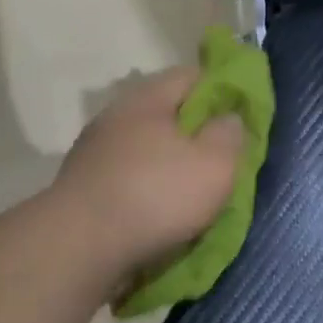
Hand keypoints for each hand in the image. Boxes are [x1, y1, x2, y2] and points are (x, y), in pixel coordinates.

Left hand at [53, 66, 246, 289]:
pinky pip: (127, 179)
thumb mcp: (214, 164)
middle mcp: (115, 117)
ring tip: (192, 193)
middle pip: (166, 114)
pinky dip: (146, 190)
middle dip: (195, 133)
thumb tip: (229, 118)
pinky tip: (159, 213)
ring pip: (144, 149)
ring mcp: (94, 152)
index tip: (242, 118)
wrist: (79, 246)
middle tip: (222, 160)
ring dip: (168, 166)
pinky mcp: (83, 187)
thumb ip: (230, 135)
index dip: (222, 91)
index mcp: (146, 98)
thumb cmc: (155, 196)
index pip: (191, 76)